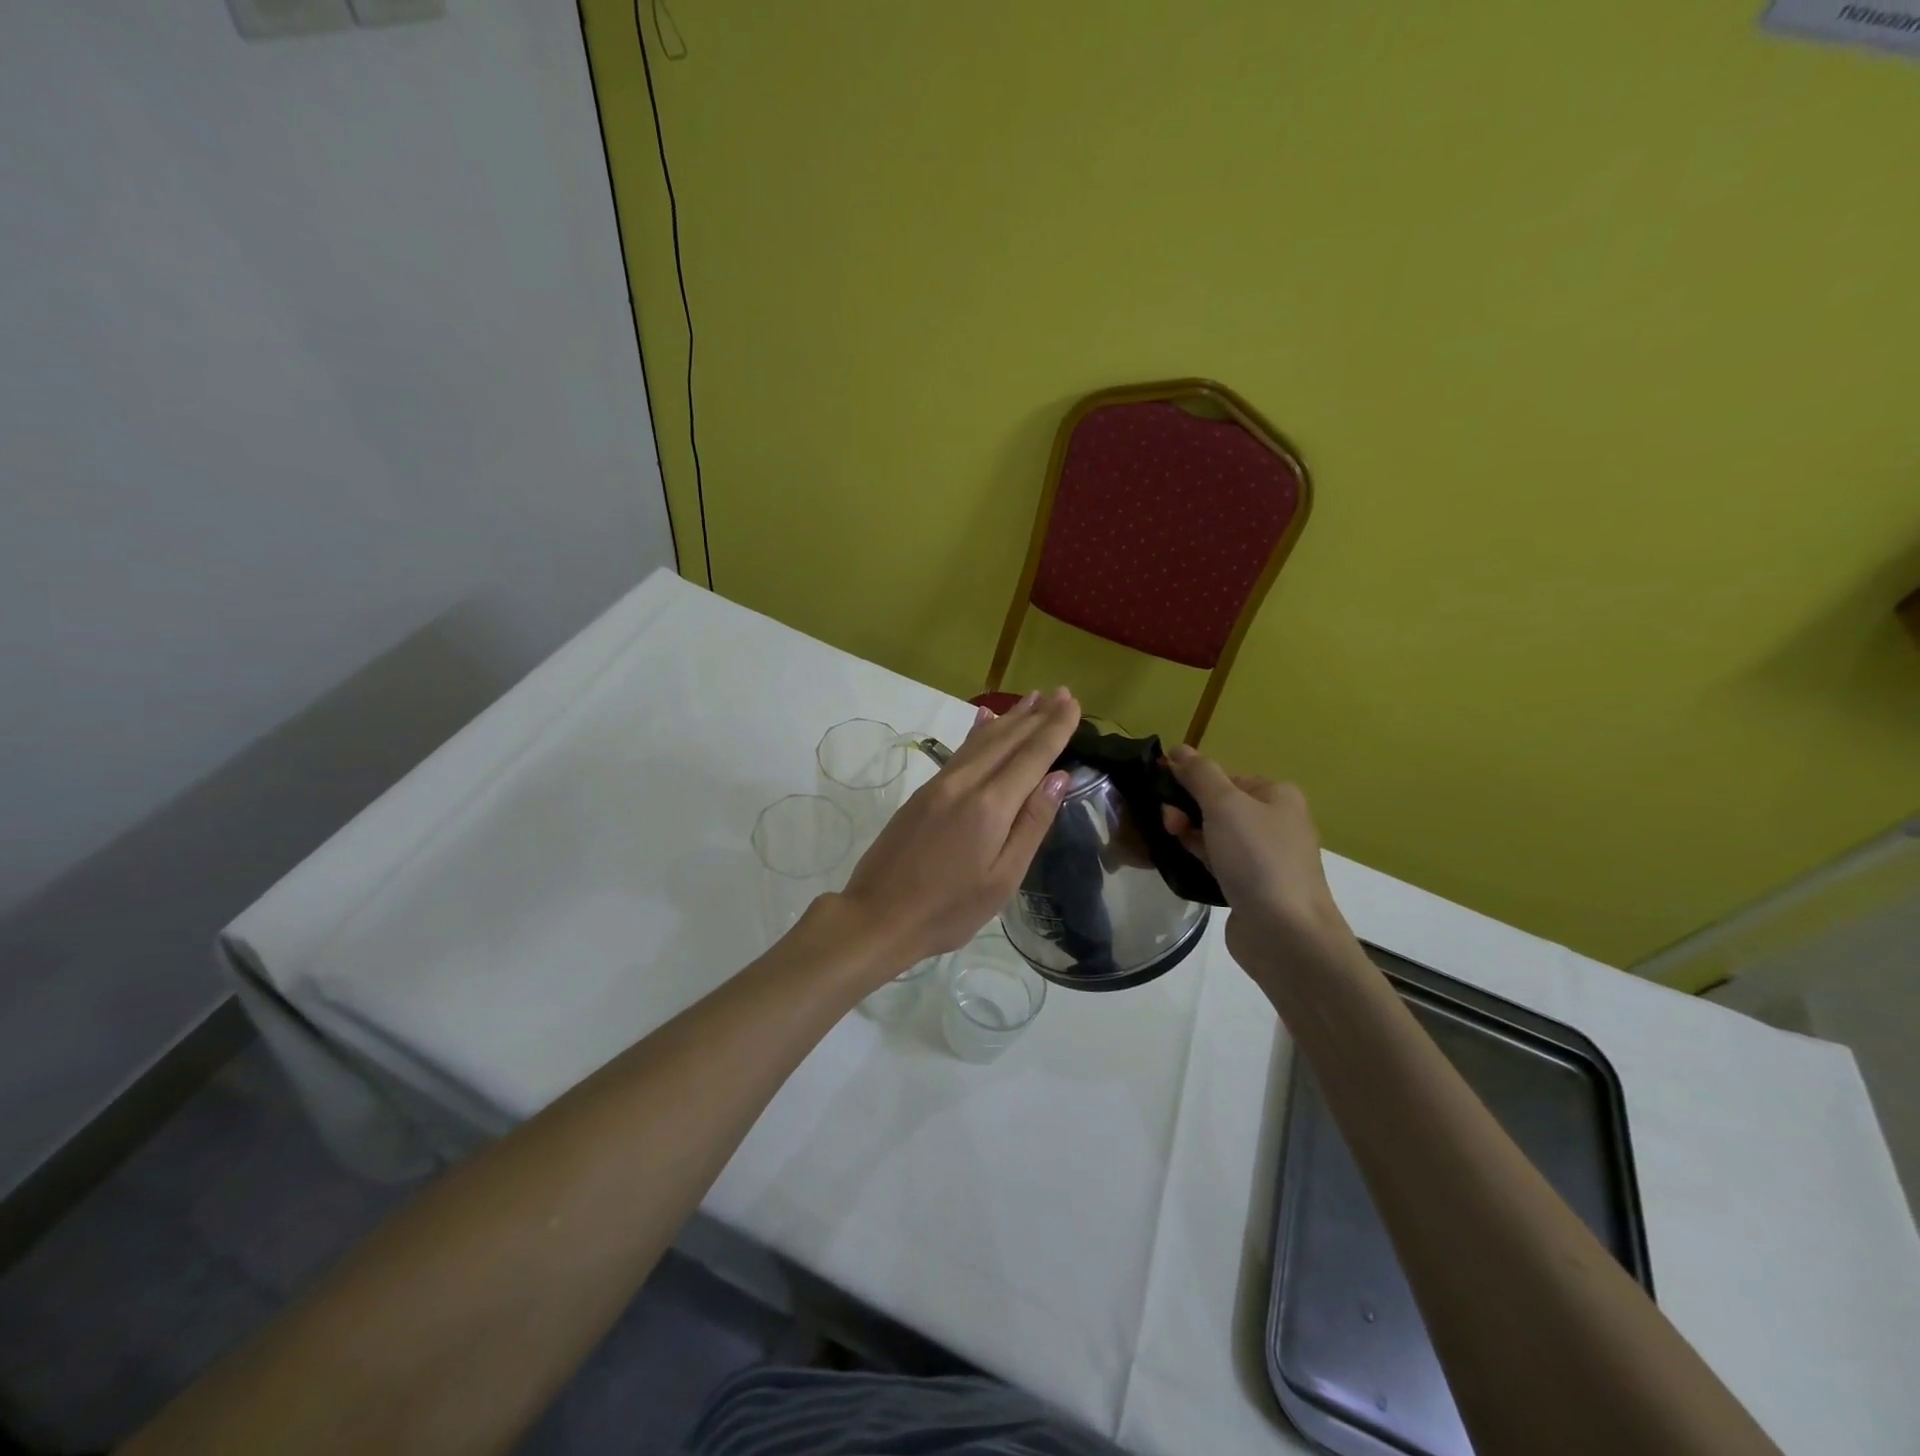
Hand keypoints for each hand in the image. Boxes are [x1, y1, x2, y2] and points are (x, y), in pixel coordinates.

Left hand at [838, 687, 1079, 973]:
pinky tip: (985, 719)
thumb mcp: (1002, 879)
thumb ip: (1031, 825)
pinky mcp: (923, 793)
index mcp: (990, 806)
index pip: (1032, 756)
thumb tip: (1058, 778)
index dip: (1055, 728)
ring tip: (1033, 698)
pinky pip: (960, 751)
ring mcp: (940, 785)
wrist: (877, 916)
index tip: (1074, 703)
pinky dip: (979, 732)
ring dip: (1011, 718)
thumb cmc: (948, 910)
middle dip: (1037, 715)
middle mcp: (965, 783)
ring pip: (981, 740)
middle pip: (1007, 740)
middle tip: (1062, 692)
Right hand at [1160, 743, 1347, 970]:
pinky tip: (1177, 861)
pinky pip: (1217, 862)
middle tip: (1166, 821)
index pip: (1224, 777)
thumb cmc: (1257, 858)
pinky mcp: (1250, 887)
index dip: (1190, 780)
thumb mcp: (1225, 804)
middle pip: (1218, 805)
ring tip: (1167, 839)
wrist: (1285, 933)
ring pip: (1215, 834)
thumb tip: (1178, 749)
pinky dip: (1197, 857)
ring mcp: (1264, 858)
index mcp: (1277, 795)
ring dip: (1188, 833)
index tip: (1160, 789)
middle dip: (1186, 808)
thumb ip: (1199, 774)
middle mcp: (1274, 823)